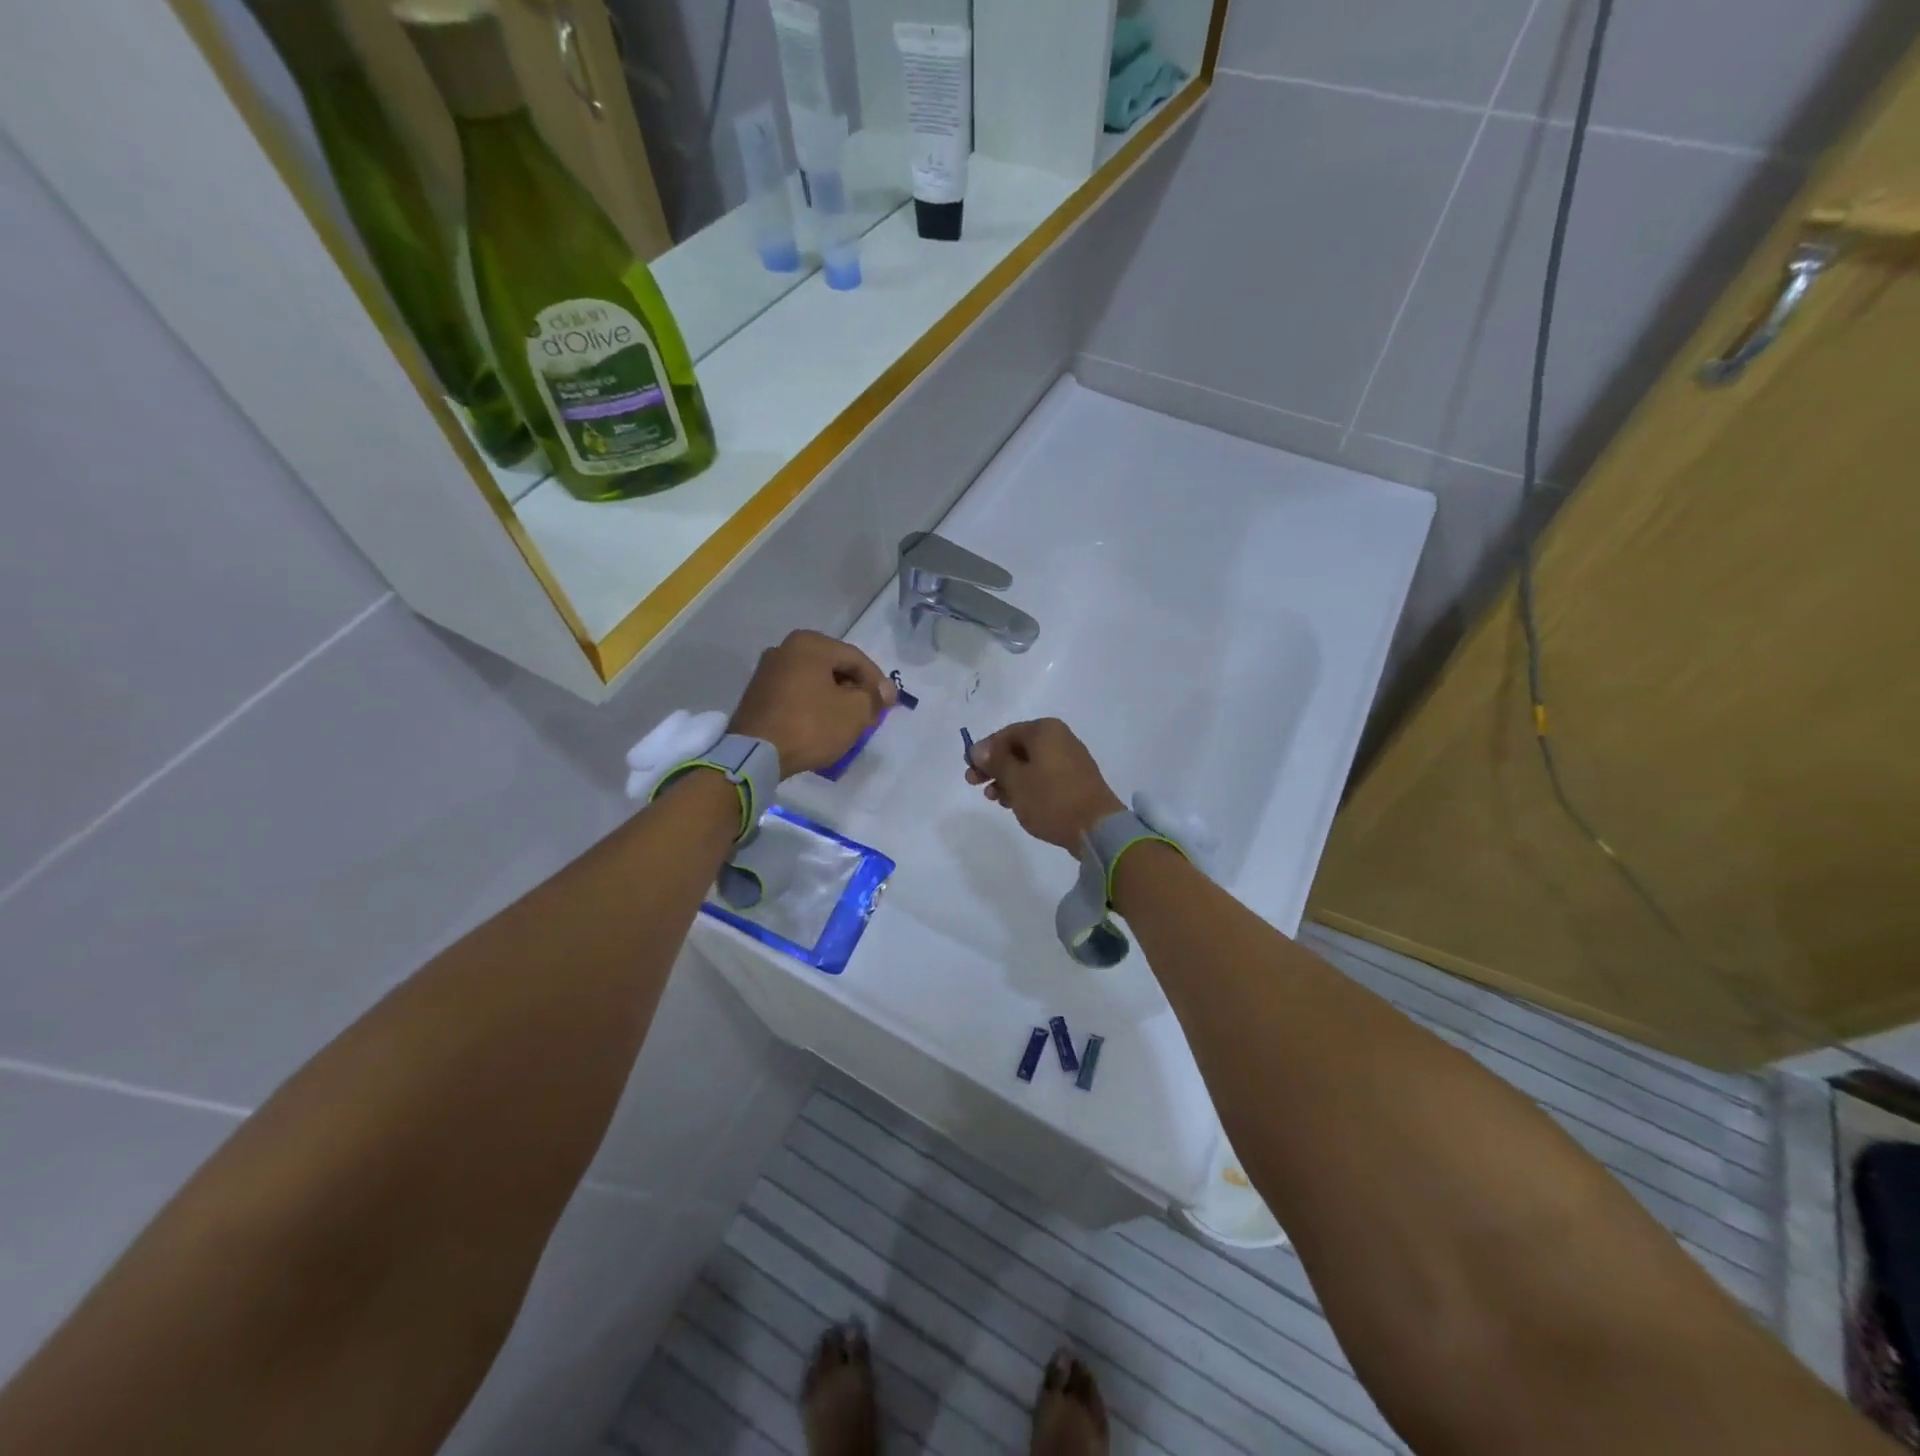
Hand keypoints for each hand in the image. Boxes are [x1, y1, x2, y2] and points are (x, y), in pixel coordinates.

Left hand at [730, 630, 893, 777]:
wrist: (756, 754)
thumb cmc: (810, 725)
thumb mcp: (854, 712)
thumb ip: (874, 697)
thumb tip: (883, 691)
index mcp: (810, 644)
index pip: (856, 659)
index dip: (878, 682)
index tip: (889, 705)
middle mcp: (785, 648)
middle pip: (834, 667)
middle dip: (856, 689)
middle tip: (871, 713)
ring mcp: (767, 671)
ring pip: (815, 681)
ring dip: (835, 698)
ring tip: (848, 721)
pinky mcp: (758, 694)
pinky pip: (797, 694)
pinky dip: (814, 705)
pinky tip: (823, 724)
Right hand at [966, 718, 1125, 853]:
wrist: (1096, 827)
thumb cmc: (1050, 798)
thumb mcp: (1015, 779)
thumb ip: (994, 761)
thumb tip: (978, 749)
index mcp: (1045, 731)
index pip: (1005, 734)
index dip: (984, 751)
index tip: (969, 769)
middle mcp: (1060, 739)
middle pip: (1018, 749)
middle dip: (995, 767)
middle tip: (975, 784)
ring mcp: (1070, 760)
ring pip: (1030, 765)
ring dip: (1008, 779)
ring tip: (995, 799)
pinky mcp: (1076, 781)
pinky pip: (1044, 777)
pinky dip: (1027, 787)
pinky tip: (1015, 803)